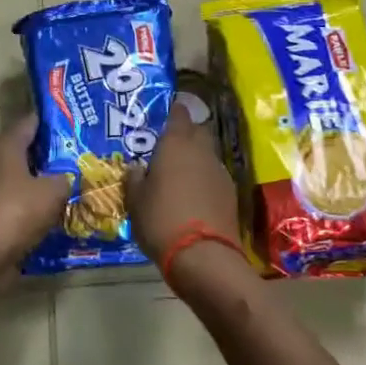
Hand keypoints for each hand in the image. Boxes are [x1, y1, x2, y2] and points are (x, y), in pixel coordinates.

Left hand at [0, 115, 71, 267]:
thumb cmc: (17, 210)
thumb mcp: (53, 190)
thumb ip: (65, 178)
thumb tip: (68, 178)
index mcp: (5, 145)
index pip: (31, 122)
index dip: (54, 122)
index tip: (78, 126)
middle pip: (27, 152)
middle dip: (54, 156)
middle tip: (83, 159)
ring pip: (24, 181)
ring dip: (44, 185)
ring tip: (76, 188)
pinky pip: (19, 206)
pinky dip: (35, 209)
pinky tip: (59, 216)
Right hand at [126, 102, 242, 261]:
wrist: (203, 255)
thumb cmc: (161, 219)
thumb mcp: (135, 201)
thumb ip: (134, 179)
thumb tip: (136, 168)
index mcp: (175, 145)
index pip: (179, 115)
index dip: (174, 111)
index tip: (170, 109)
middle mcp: (201, 151)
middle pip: (198, 131)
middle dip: (187, 133)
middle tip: (171, 144)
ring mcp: (219, 172)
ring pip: (207, 155)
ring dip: (196, 159)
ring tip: (179, 173)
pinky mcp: (231, 194)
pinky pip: (214, 177)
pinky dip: (204, 180)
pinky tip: (193, 195)